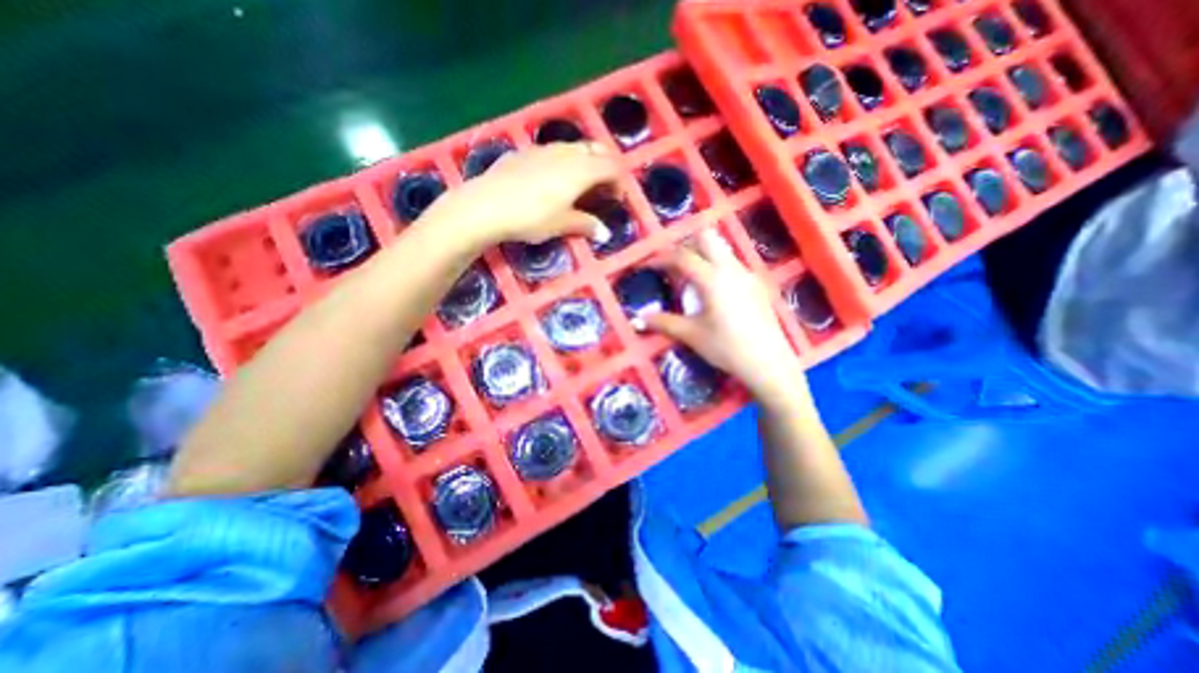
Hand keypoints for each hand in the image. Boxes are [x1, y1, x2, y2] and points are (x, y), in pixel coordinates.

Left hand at [417, 143, 618, 249]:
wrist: (487, 206)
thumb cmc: (531, 217)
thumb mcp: (562, 224)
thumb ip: (586, 225)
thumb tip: (604, 233)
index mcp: (581, 169)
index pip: (612, 166)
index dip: (619, 181)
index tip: (617, 198)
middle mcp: (566, 152)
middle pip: (596, 150)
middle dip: (606, 166)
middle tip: (603, 188)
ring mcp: (544, 149)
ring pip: (574, 147)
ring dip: (585, 162)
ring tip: (580, 184)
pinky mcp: (525, 151)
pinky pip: (553, 151)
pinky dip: (563, 161)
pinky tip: (552, 180)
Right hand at [636, 229, 815, 407]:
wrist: (768, 363)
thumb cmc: (727, 347)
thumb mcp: (691, 335)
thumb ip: (663, 323)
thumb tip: (637, 320)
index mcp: (712, 278)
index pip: (682, 256)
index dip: (660, 258)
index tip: (647, 265)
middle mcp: (731, 268)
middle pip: (706, 238)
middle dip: (685, 245)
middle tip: (672, 265)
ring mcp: (746, 274)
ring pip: (721, 248)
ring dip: (701, 254)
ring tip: (689, 277)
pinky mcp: (756, 284)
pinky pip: (731, 262)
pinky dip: (715, 265)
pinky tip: (712, 290)